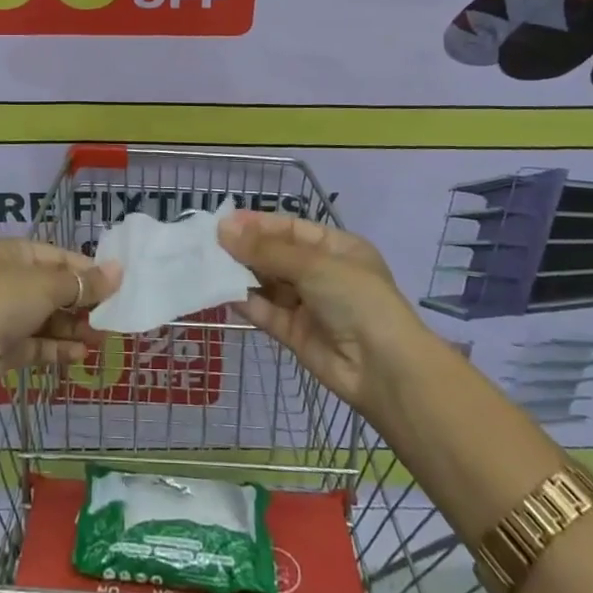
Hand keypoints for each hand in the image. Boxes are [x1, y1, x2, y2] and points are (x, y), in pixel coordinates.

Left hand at [0, 239, 121, 399]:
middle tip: (113, 314)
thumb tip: (119, 271)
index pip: (58, 256)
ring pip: (48, 318)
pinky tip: (81, 354)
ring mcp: (5, 315)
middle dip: (82, 302)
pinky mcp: (4, 347)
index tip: (116, 284)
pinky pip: (38, 343)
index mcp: (13, 253)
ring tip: (101, 337)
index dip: (87, 270)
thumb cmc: (5, 301)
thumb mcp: (49, 286)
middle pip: (54, 288)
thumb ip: (84, 283)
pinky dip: (59, 347)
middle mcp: (8, 280)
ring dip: (74, 327)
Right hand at [218, 210, 427, 415]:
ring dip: (241, 275)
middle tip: (207, 244)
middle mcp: (323, 274)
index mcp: (337, 248)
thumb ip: (266, 250)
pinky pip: (267, 312)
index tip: (223, 222)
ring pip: (269, 284)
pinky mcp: (296, 335)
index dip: (258, 225)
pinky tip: (222, 292)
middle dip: (245, 249)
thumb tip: (223, 229)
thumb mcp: (313, 265)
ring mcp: (309, 306)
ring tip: (207, 265)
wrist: (385, 370)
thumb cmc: (357, 300)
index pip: (291, 229)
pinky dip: (246, 303)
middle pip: (277, 256)